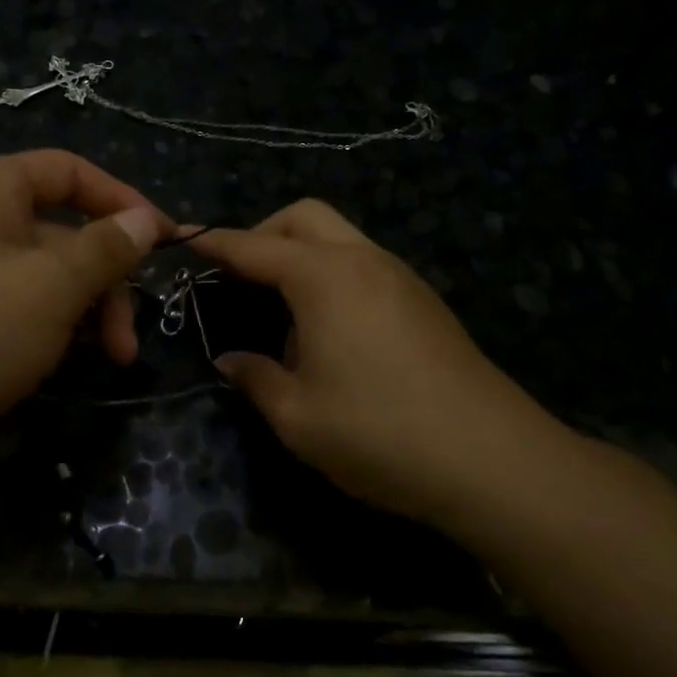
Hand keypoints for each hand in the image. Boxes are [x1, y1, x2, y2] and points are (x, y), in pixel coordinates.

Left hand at [0, 150, 168, 441]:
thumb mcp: (52, 287)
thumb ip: (105, 249)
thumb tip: (144, 219)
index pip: (71, 171)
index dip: (123, 201)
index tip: (165, 243)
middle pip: (63, 232)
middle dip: (105, 282)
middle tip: (127, 343)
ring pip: (43, 276)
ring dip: (81, 312)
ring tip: (101, 360)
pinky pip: (15, 305)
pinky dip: (46, 329)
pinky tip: (54, 365)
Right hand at [194, 200, 563, 527]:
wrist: (492, 460)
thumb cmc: (379, 435)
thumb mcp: (298, 418)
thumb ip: (255, 378)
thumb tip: (230, 360)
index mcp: (324, 279)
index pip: (254, 247)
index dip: (214, 244)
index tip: (183, 242)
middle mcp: (363, 261)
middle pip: (304, 217)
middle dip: (263, 234)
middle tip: (238, 278)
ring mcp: (400, 277)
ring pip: (340, 236)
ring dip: (301, 252)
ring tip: (279, 307)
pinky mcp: (424, 300)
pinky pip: (364, 263)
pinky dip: (332, 272)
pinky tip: (328, 327)